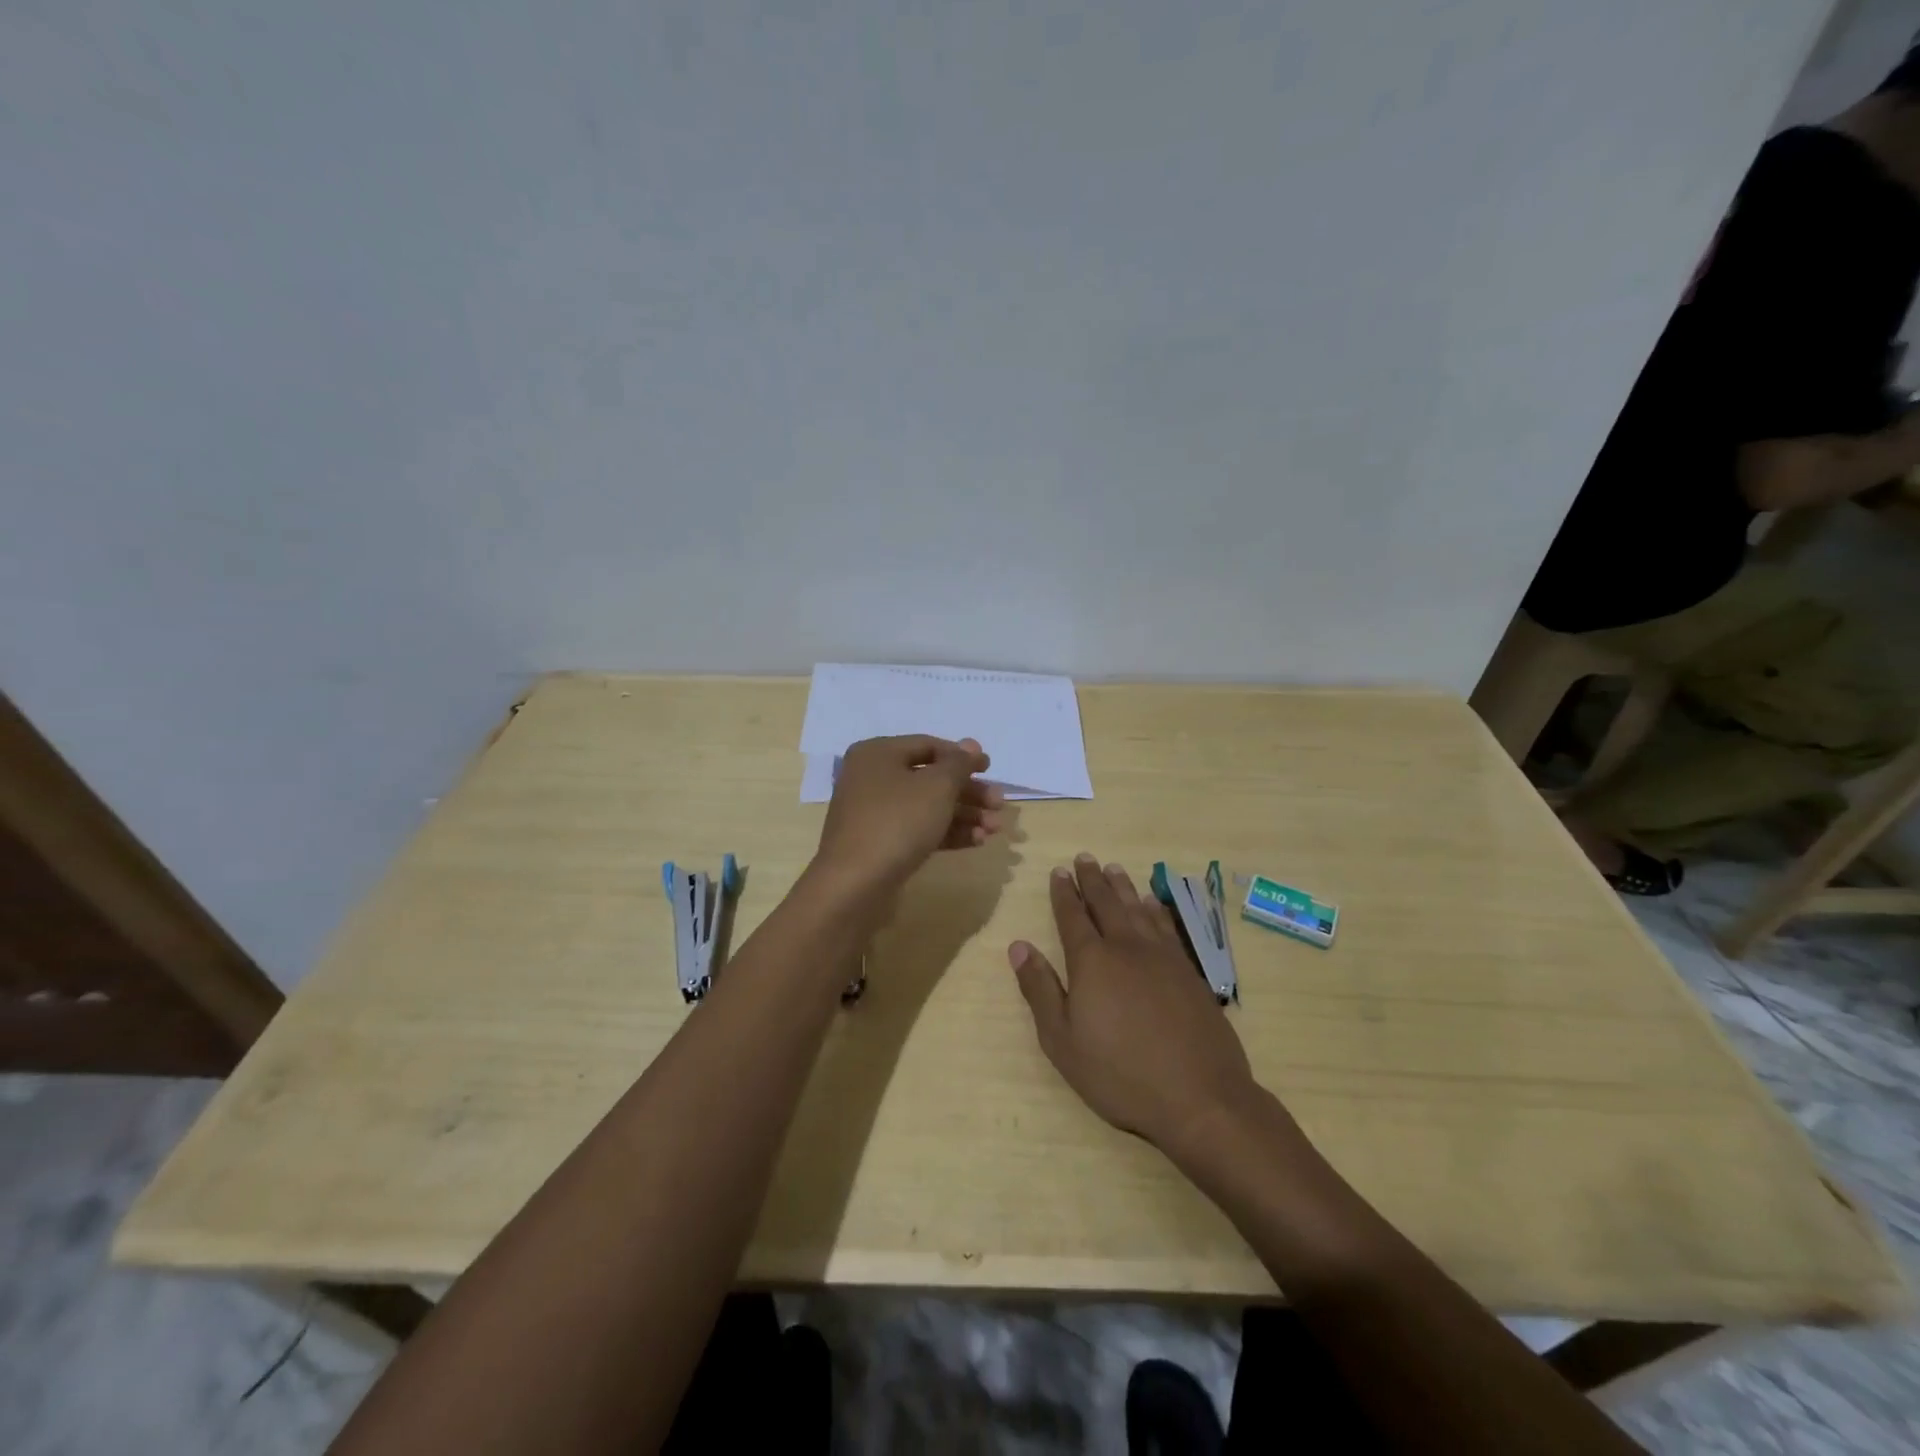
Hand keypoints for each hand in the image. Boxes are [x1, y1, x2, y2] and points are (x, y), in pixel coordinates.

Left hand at [814, 735, 1003, 893]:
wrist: (854, 884)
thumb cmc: (897, 822)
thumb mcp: (937, 787)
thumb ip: (959, 764)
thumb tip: (971, 745)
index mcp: (878, 753)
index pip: (928, 745)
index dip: (962, 756)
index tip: (990, 770)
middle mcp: (872, 778)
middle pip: (930, 778)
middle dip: (968, 792)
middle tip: (999, 805)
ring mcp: (874, 813)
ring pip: (927, 807)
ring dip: (964, 815)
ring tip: (995, 829)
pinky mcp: (880, 844)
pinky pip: (918, 830)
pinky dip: (947, 833)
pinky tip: (976, 842)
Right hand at [1009, 855, 1261, 1153]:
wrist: (1199, 1096)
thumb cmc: (1120, 1074)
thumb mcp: (1063, 1041)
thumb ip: (1040, 989)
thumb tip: (1019, 946)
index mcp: (1092, 962)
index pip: (1073, 917)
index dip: (1064, 893)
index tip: (1058, 871)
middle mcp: (1126, 947)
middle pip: (1106, 904)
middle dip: (1092, 880)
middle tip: (1084, 857)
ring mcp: (1162, 957)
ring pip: (1137, 909)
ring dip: (1123, 887)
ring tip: (1113, 868)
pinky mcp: (1189, 971)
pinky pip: (1167, 926)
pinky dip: (1156, 909)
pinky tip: (1152, 903)